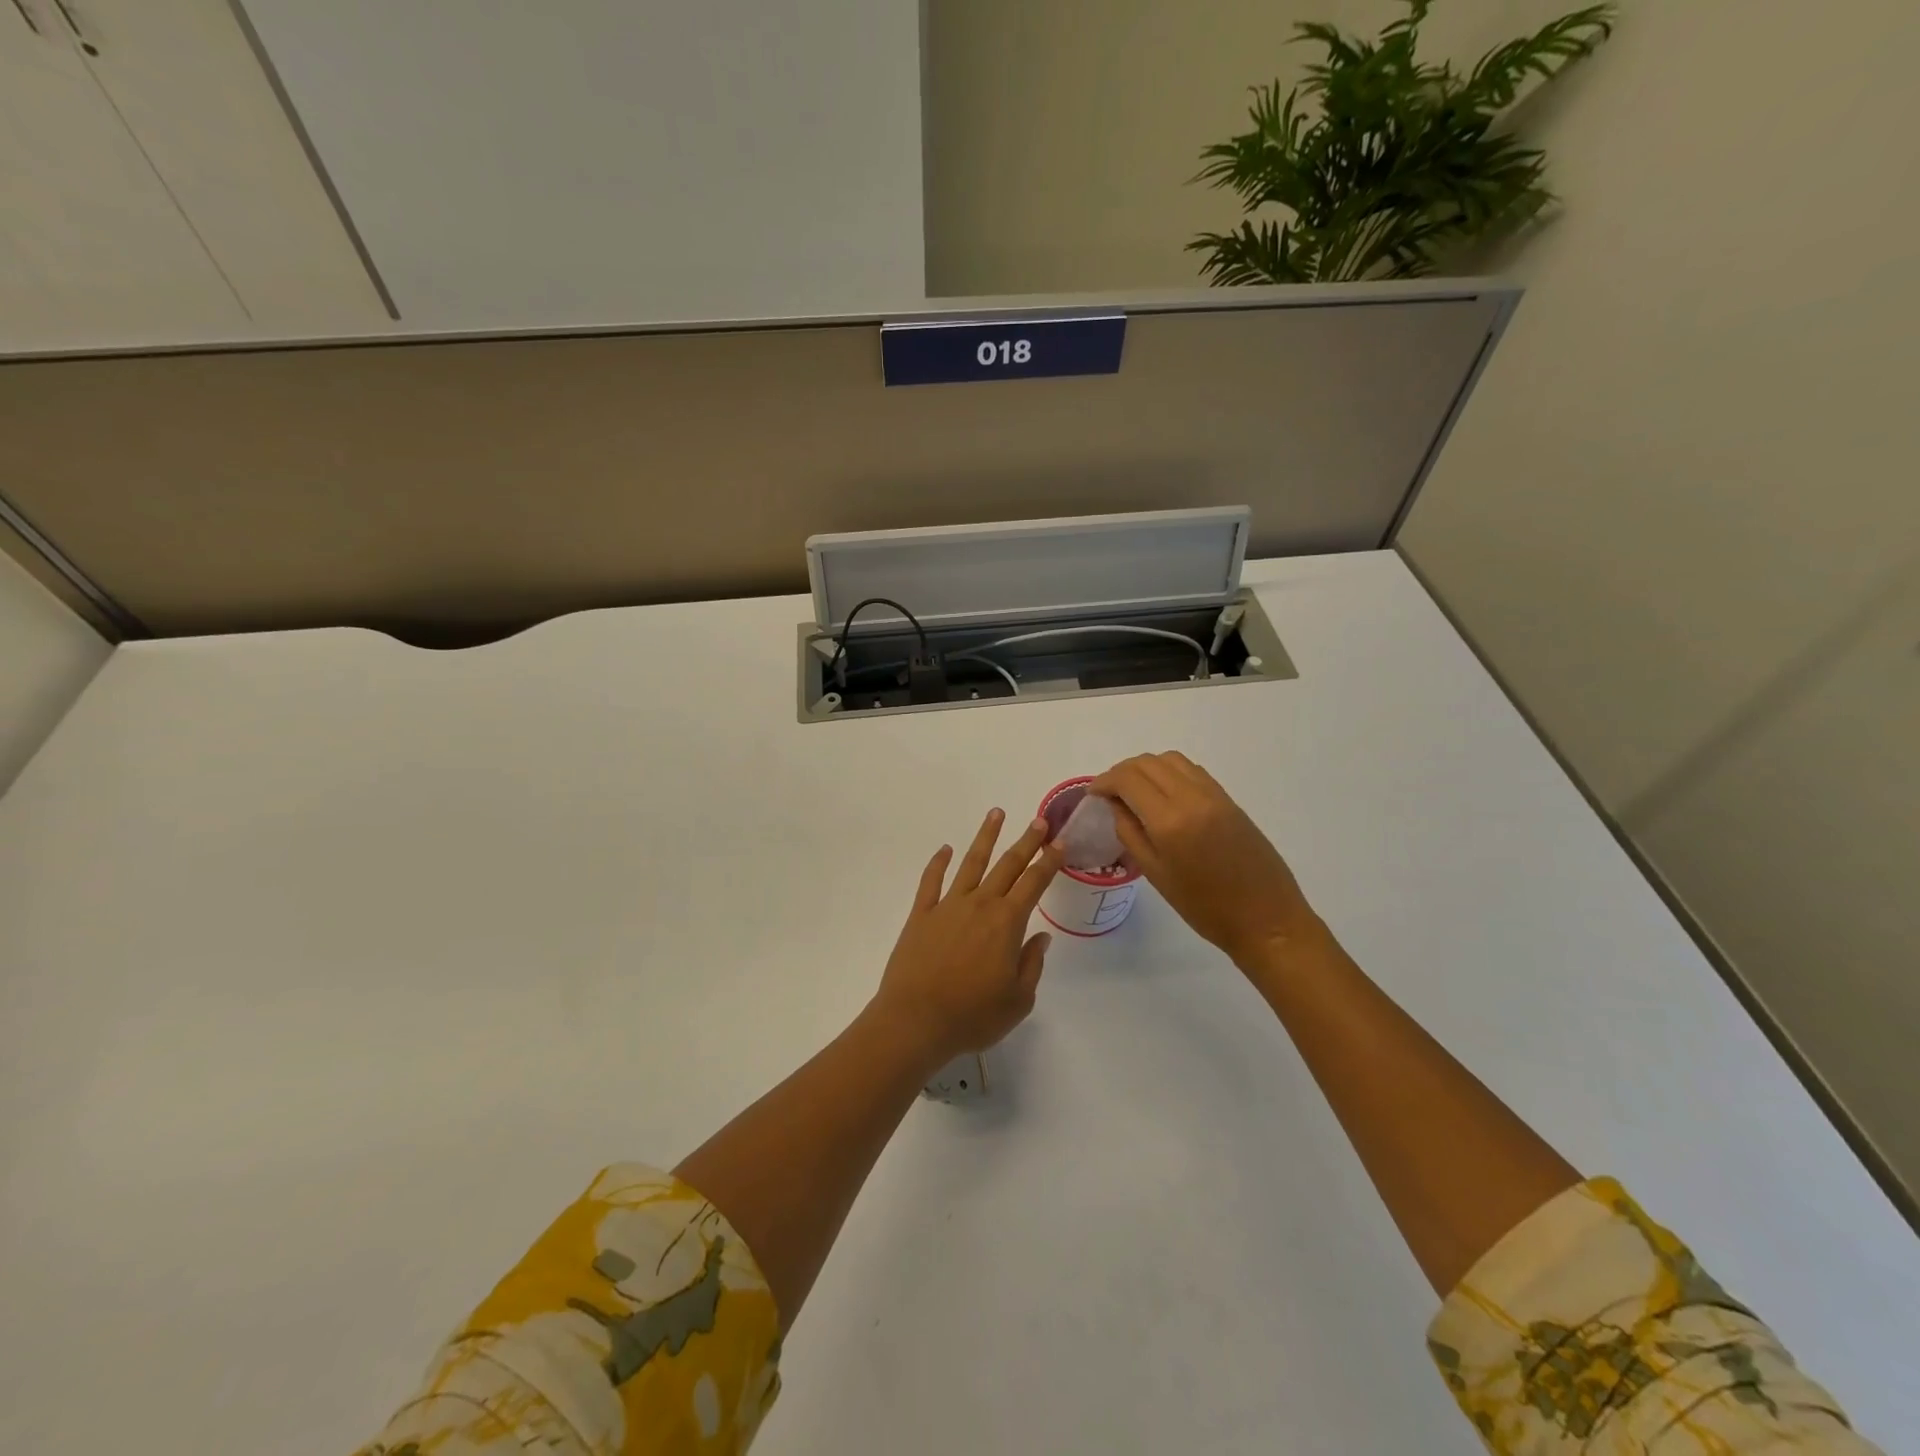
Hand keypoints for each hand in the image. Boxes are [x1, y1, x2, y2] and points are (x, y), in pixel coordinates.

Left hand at [871, 808, 1063, 1069]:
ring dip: (985, 837)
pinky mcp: (921, 914)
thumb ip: (1031, 964)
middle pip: (1007, 865)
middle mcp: (979, 905)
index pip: (1034, 883)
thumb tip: (1040, 937)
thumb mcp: (1018, 1000)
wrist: (915, 1020)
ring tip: (996, 813)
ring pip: (971, 863)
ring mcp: (948, 906)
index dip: (1049, 862)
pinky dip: (938, 863)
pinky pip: (931, 881)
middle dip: (1026, 841)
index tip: (1060, 843)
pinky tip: (945, 849)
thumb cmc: (972, 1015)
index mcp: (1007, 923)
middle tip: (1039, 820)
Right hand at [1091, 752, 1324, 969]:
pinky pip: (1192, 771)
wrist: (1266, 919)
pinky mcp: (1229, 799)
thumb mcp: (1155, 874)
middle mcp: (1192, 797)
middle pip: (1147, 762)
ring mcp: (1214, 795)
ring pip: (1171, 760)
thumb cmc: (1204, 907)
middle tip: (1109, 793)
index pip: (1128, 779)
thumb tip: (1114, 804)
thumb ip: (1129, 832)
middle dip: (1122, 772)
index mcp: (1170, 821)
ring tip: (1135, 791)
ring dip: (1146, 768)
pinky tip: (1163, 795)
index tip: (1092, 794)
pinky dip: (1169, 772)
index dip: (1104, 781)